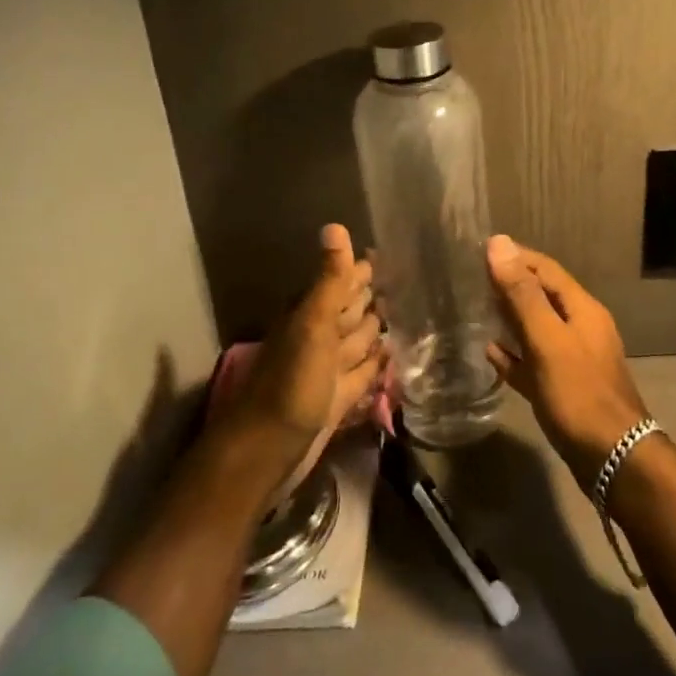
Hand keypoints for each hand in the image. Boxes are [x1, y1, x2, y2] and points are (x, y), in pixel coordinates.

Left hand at [225, 224, 383, 487]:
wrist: (268, 450)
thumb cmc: (291, 382)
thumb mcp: (313, 324)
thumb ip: (329, 280)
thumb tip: (335, 225)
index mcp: (310, 314)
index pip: (342, 282)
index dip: (362, 270)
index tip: (390, 255)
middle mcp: (320, 337)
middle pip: (351, 310)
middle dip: (373, 297)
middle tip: (406, 282)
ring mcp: (330, 369)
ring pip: (358, 340)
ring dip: (378, 328)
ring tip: (407, 313)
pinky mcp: (339, 398)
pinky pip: (364, 372)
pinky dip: (378, 363)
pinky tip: (394, 354)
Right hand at [486, 234, 650, 488]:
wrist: (612, 457)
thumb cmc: (578, 393)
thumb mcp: (547, 339)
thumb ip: (523, 294)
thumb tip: (499, 243)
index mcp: (582, 309)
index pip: (546, 269)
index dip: (516, 256)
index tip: (481, 251)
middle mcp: (581, 328)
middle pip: (542, 296)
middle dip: (511, 285)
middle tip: (473, 279)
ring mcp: (574, 359)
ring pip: (538, 328)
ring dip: (511, 317)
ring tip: (478, 310)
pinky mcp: (565, 388)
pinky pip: (534, 362)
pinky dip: (514, 354)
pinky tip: (492, 354)